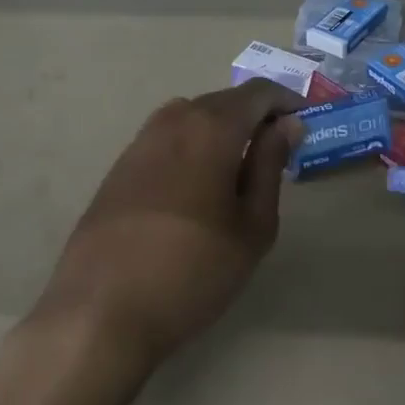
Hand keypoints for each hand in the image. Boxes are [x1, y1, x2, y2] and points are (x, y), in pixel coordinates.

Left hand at [34, 80, 302, 372]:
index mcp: (211, 127)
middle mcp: (173, 120)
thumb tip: (287, 124)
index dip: (286, 101)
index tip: (305, 123)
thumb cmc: (192, 270)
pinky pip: (168, 138)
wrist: (99, 312)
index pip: (258, 92)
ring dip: (222, 130)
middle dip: (255, 116)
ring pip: (193, 117)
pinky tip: (196, 185)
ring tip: (239, 169)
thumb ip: (270, 165)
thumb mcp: (252, 226)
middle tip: (278, 151)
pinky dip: (192, 146)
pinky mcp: (119, 166)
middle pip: (224, 101)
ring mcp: (140, 141)